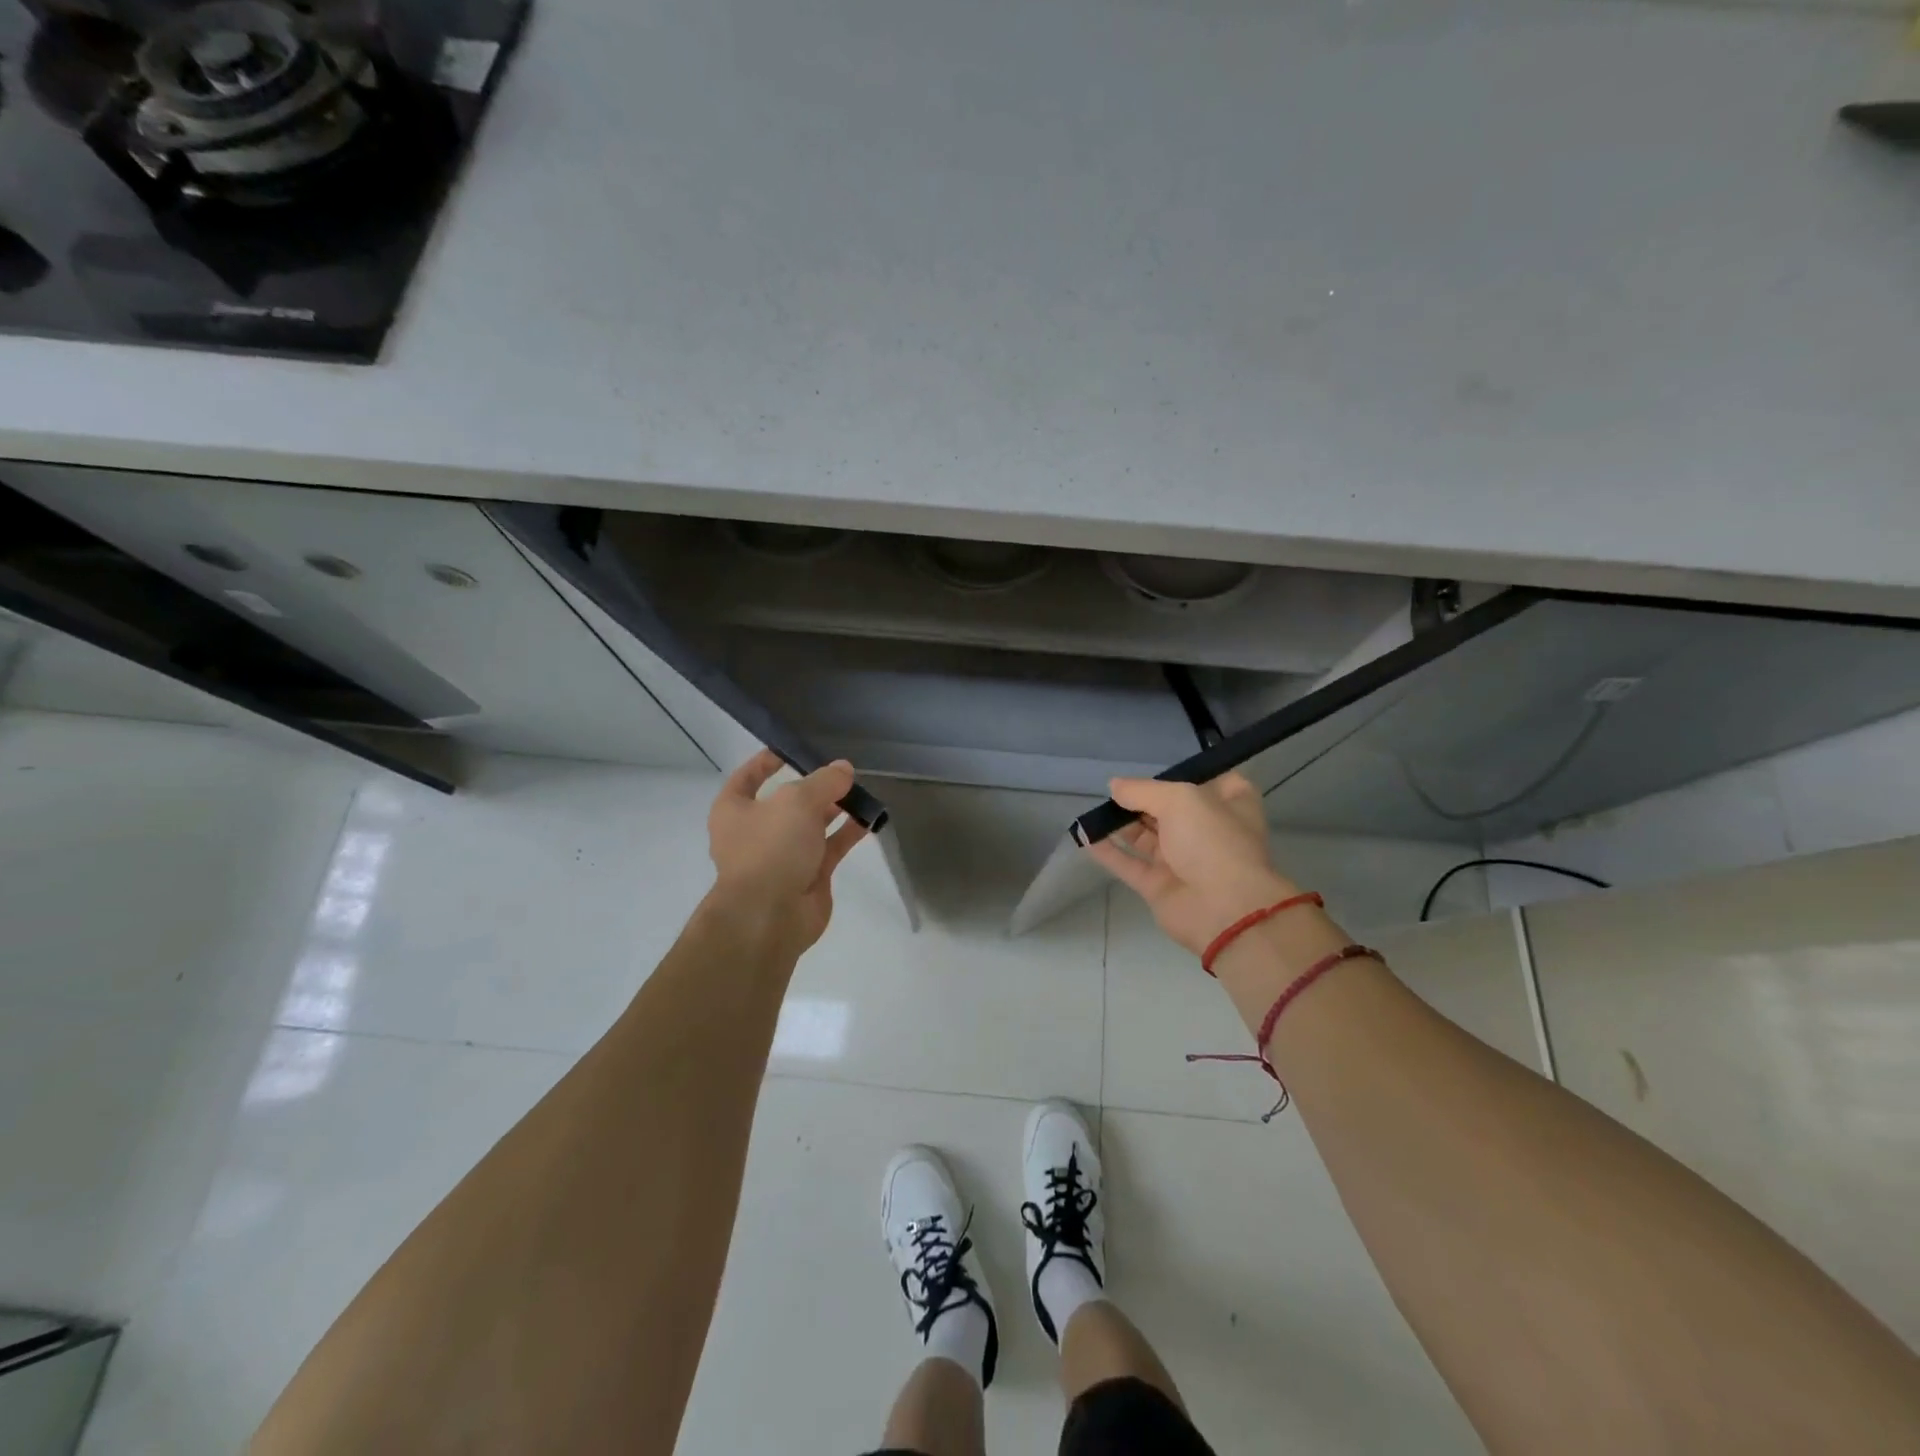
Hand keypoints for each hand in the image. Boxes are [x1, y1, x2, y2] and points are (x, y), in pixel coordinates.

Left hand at [707, 750, 866, 953]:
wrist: (770, 916)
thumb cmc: (771, 848)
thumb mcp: (797, 801)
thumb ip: (824, 781)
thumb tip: (844, 769)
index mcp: (734, 810)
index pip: (748, 777)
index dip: (767, 762)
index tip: (791, 749)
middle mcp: (755, 832)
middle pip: (786, 801)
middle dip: (813, 787)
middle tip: (841, 772)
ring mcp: (782, 856)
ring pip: (811, 825)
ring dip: (834, 809)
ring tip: (860, 792)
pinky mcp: (808, 876)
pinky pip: (830, 848)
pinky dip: (848, 833)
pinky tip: (869, 819)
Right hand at [1085, 773, 1298, 956]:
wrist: (1223, 909)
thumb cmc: (1212, 840)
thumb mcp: (1179, 799)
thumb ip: (1142, 790)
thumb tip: (1114, 786)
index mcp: (1229, 805)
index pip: (1212, 782)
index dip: (1188, 774)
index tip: (1160, 770)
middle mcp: (1208, 831)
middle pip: (1171, 809)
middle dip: (1143, 799)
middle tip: (1114, 790)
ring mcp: (1183, 861)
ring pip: (1147, 837)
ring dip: (1121, 823)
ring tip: (1095, 811)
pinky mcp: (1160, 886)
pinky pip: (1129, 864)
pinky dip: (1108, 850)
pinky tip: (1086, 835)